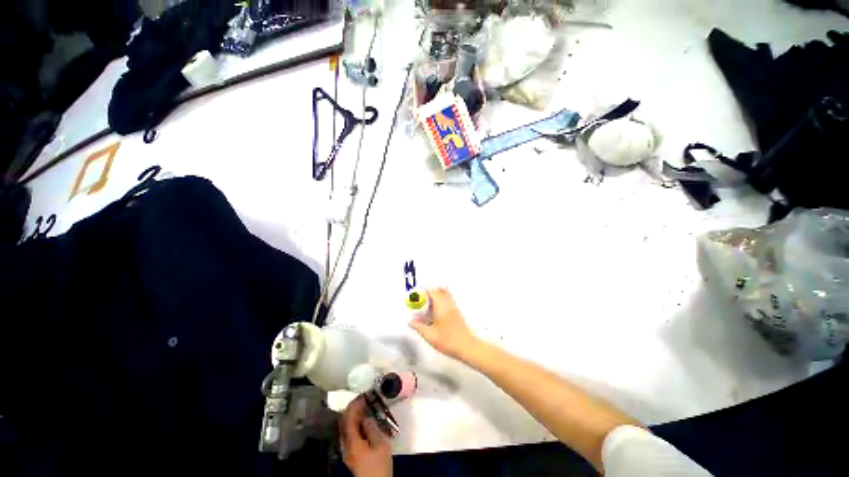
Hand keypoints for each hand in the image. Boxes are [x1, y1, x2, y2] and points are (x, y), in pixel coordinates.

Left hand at [340, 395, 391, 476]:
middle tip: (365, 399)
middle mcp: (345, 444)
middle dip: (353, 408)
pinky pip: (350, 433)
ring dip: (354, 415)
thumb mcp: (380, 444)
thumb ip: (372, 428)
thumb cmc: (379, 464)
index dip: (355, 404)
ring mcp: (346, 449)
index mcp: (351, 441)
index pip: (348, 417)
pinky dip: (356, 423)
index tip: (364, 395)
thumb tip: (366, 417)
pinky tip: (365, 422)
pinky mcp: (351, 453)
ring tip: (366, 407)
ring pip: (346, 427)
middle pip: (344, 421)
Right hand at [408, 288, 478, 359]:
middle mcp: (448, 303)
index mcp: (441, 305)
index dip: (424, 291)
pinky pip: (449, 300)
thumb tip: (411, 322)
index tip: (416, 295)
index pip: (432, 291)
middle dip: (431, 292)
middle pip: (440, 290)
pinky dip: (442, 301)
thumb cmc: (447, 340)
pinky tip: (436, 312)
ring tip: (428, 305)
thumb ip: (419, 327)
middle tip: (422, 299)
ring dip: (437, 296)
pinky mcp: (457, 312)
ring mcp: (454, 307)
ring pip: (446, 294)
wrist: (467, 346)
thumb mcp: (430, 335)